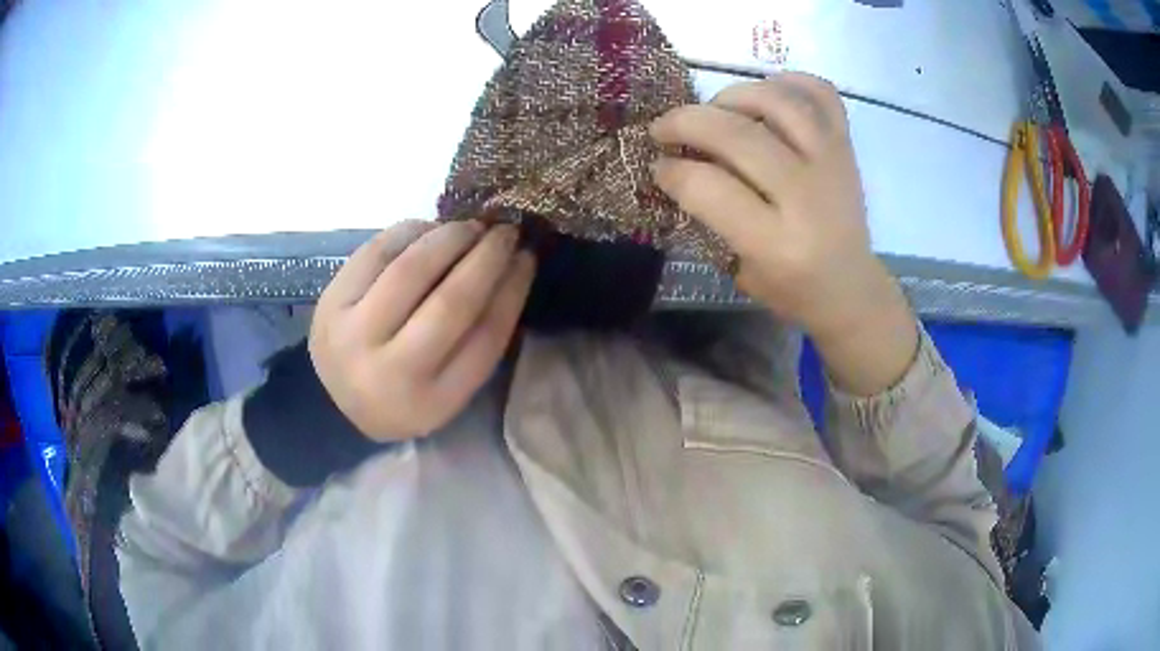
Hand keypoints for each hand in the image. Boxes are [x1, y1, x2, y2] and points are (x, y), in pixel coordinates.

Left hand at [310, 220, 535, 440]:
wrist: (337, 402)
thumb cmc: (405, 393)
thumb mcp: (449, 387)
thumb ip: (480, 337)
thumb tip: (511, 265)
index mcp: (431, 401)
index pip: (485, 337)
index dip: (512, 290)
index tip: (528, 258)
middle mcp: (390, 372)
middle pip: (450, 302)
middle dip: (486, 257)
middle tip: (506, 231)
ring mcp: (353, 334)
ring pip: (410, 270)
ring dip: (449, 237)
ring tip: (470, 227)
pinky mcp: (331, 302)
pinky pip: (377, 252)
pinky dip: (410, 232)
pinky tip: (429, 229)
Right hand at [650, 74, 916, 393]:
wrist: (850, 287)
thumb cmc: (791, 287)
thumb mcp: (740, 268)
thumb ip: (710, 216)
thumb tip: (675, 163)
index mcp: (777, 244)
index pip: (710, 188)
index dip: (672, 170)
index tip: (658, 165)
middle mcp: (807, 196)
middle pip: (738, 135)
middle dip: (686, 122)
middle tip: (664, 128)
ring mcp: (832, 163)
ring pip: (777, 102)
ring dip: (733, 95)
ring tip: (715, 109)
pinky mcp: (846, 146)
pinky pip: (820, 93)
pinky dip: (788, 81)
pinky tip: (766, 94)